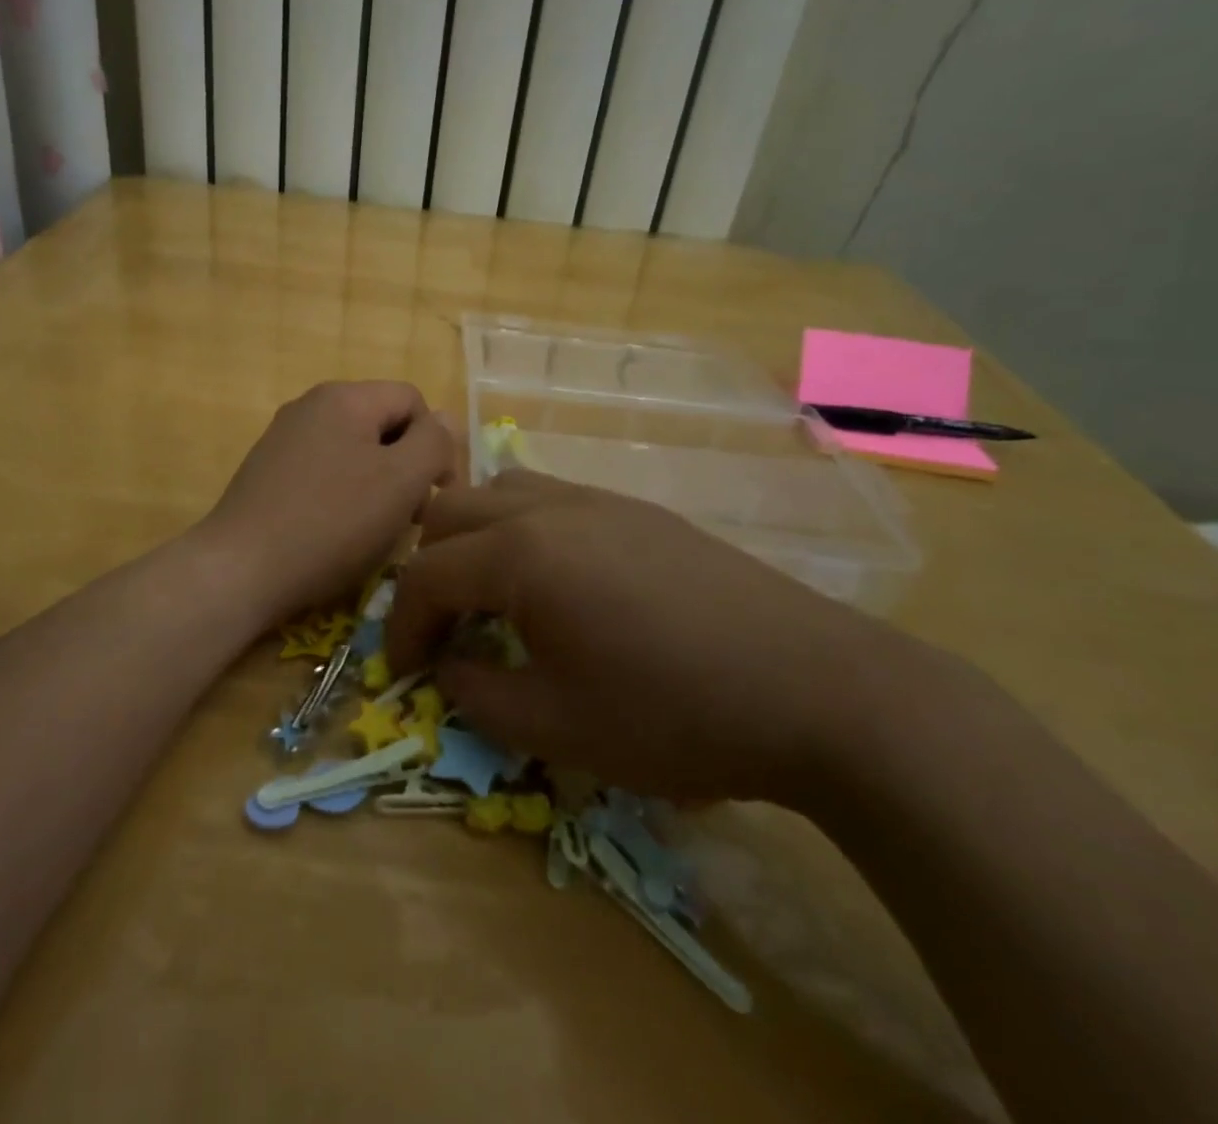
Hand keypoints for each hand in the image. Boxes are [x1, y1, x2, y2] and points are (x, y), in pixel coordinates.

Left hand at [200, 382, 455, 627]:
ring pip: (353, 451)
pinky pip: (323, 472)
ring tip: (375, 530)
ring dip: (377, 485)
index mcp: (344, 396)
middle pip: (382, 424)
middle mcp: (310, 405)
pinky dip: (342, 496)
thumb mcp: (401, 481)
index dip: (436, 444)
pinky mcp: (267, 472)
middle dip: (406, 467)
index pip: (413, 401)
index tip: (436, 496)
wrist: (239, 570)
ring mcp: (283, 438)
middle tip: (409, 518)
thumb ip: (434, 443)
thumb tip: (445, 421)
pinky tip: (338, 534)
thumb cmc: (331, 523)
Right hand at [385, 470, 902, 805]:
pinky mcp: (637, 510)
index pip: (426, 575)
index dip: (402, 627)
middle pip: (451, 513)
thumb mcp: (555, 726)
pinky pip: (550, 499)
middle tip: (444, 632)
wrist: (814, 687)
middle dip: (429, 572)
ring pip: (500, 492)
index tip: (405, 673)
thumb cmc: (672, 712)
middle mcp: (549, 506)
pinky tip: (555, 585)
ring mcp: (598, 499)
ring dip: (475, 539)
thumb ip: (477, 694)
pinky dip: (522, 531)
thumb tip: (449, 666)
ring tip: (492, 599)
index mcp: (520, 552)